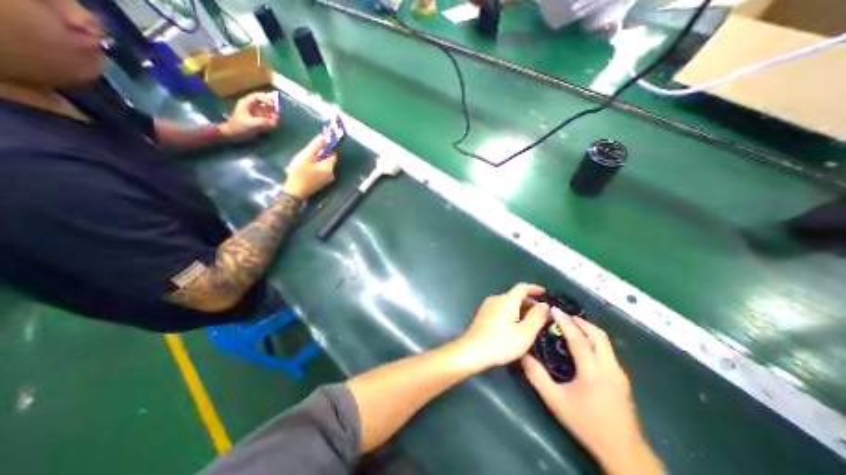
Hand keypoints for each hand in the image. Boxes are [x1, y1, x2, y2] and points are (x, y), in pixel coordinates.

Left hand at [220, 90, 279, 139]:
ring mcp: (255, 113)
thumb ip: (263, 122)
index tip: (273, 107)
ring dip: (272, 114)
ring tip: (275, 120)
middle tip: (277, 113)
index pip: (258, 96)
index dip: (266, 99)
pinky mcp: (258, 120)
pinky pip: (267, 117)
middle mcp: (252, 106)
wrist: (233, 135)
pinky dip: (271, 120)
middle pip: (264, 102)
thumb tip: (275, 122)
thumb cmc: (239, 127)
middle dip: (271, 107)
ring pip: (267, 110)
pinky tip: (273, 124)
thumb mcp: (252, 124)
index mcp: (247, 103)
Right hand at [284, 136, 337, 200]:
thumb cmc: (299, 173)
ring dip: (315, 161)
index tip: (316, 144)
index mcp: (329, 167)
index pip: (333, 154)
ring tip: (303, 161)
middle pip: (327, 159)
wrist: (294, 192)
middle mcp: (331, 174)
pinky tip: (304, 169)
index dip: (326, 147)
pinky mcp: (321, 183)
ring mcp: (326, 180)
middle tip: (306, 154)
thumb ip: (316, 145)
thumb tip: (324, 136)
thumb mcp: (306, 156)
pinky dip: (314, 167)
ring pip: (323, 165)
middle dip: (318, 154)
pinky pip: (319, 171)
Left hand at [456, 282, 549, 370]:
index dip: (535, 288)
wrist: (472, 350)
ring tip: (531, 324)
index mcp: (506, 300)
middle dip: (530, 303)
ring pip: (508, 303)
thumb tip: (545, 305)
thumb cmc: (500, 343)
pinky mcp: (483, 313)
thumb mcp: (525, 333)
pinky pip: (501, 308)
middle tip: (542, 316)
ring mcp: (488, 305)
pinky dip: (511, 313)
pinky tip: (515, 327)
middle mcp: (496, 299)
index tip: (545, 293)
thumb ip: (537, 317)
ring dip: (521, 309)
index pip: (522, 288)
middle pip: (515, 296)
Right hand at [523, 312, 660, 474]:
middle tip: (563, 316)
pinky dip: (593, 340)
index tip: (554, 309)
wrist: (623, 452)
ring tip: (571, 326)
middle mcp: (610, 368)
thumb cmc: (586, 424)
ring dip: (588, 329)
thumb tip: (523, 355)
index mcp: (593, 371)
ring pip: (605, 342)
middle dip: (580, 321)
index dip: (565, 322)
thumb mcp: (555, 401)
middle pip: (598, 335)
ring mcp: (619, 373)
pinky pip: (607, 350)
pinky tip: (582, 345)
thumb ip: (537, 377)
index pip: (578, 339)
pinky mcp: (622, 379)